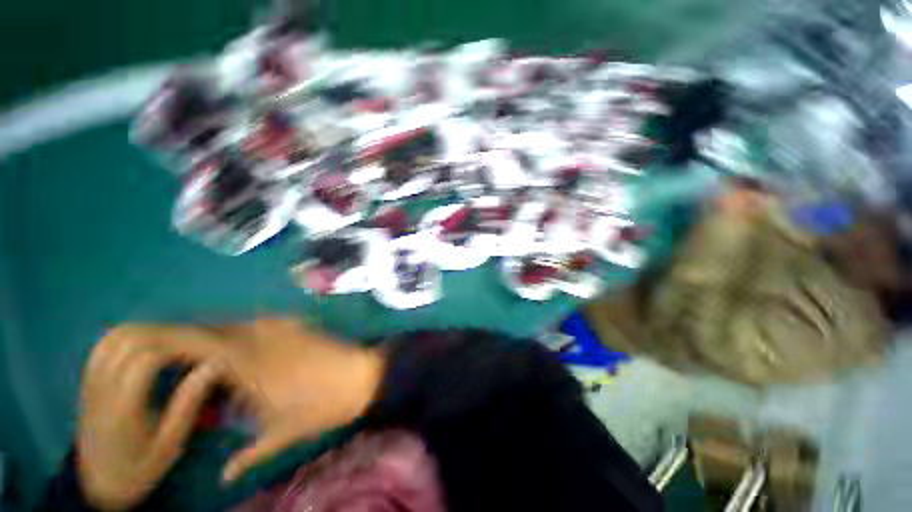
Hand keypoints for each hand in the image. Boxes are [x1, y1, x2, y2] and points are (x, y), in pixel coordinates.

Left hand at [78, 329, 226, 510]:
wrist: (99, 483)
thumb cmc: (141, 467)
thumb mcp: (170, 444)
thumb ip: (188, 404)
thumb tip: (215, 364)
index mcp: (124, 408)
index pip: (148, 358)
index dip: (181, 346)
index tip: (207, 347)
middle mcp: (103, 389)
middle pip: (131, 341)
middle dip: (167, 334)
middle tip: (195, 341)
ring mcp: (91, 383)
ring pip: (116, 336)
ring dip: (148, 330)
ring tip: (174, 339)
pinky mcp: (88, 380)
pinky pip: (105, 344)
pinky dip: (129, 334)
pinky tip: (146, 341)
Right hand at [104, 319, 385, 483]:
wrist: (363, 375)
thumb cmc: (322, 406)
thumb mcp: (282, 434)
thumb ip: (248, 456)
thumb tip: (224, 476)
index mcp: (248, 364)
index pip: (196, 344)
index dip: (167, 342)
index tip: (144, 350)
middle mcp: (260, 337)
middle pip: (211, 330)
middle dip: (186, 340)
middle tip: (168, 359)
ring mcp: (282, 326)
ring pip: (234, 324)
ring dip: (213, 336)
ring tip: (200, 357)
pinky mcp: (297, 323)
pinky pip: (257, 323)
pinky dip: (239, 333)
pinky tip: (240, 348)